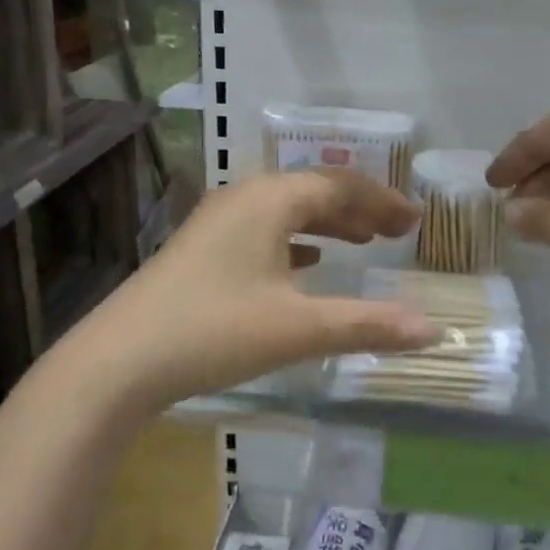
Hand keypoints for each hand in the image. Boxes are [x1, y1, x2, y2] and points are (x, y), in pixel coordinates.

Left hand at [92, 170, 437, 406]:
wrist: (117, 362)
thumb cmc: (213, 332)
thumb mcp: (298, 329)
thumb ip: (367, 325)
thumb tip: (432, 331)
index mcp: (269, 201)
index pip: (339, 186)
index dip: (382, 201)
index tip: (415, 219)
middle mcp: (244, 198)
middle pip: (314, 191)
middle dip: (360, 209)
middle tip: (398, 231)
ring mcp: (218, 222)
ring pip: (287, 210)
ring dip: (329, 222)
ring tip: (363, 241)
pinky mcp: (202, 249)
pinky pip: (264, 230)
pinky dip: (297, 240)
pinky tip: (308, 262)